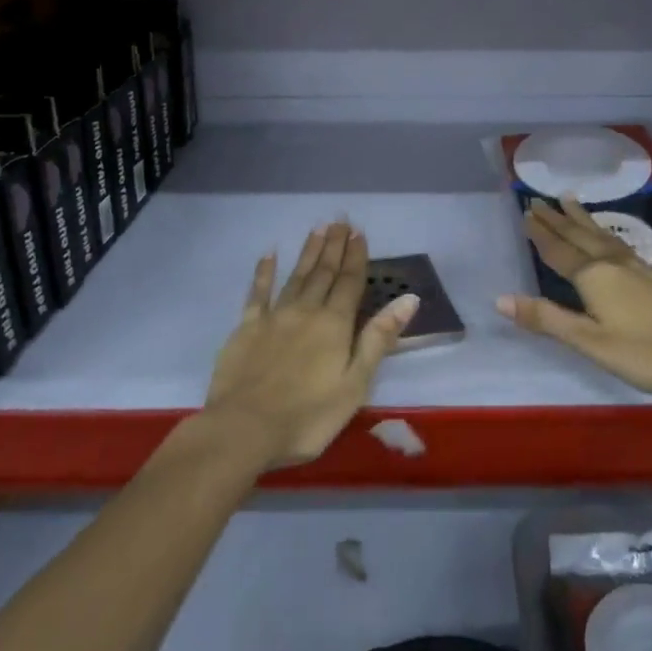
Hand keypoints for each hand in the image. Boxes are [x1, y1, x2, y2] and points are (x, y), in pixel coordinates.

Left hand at [203, 222, 418, 468]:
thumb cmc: (308, 416)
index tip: (359, 233)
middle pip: (324, 273)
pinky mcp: (246, 328)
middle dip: (335, 247)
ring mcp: (274, 317)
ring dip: (308, 252)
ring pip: (296, 276)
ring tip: (318, 229)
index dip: (357, 257)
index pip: (350, 283)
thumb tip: (408, 299)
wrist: (243, 429)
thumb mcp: (355, 383)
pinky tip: (269, 255)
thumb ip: (379, 338)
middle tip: (340, 221)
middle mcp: (306, 311)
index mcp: (335, 324)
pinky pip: (258, 293)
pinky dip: (264, 272)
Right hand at [497, 196, 651, 418]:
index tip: (525, 211)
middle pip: (579, 236)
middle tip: (538, 199)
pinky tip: (608, 237)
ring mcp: (637, 267)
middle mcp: (613, 263)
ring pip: (601, 235)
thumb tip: (500, 299)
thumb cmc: (645, 354)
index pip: (559, 250)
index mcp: (594, 277)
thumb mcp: (590, 343)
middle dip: (557, 219)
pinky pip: (617, 242)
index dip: (541, 232)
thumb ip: (547, 319)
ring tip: (569, 199)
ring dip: (581, 218)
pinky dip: (603, 231)